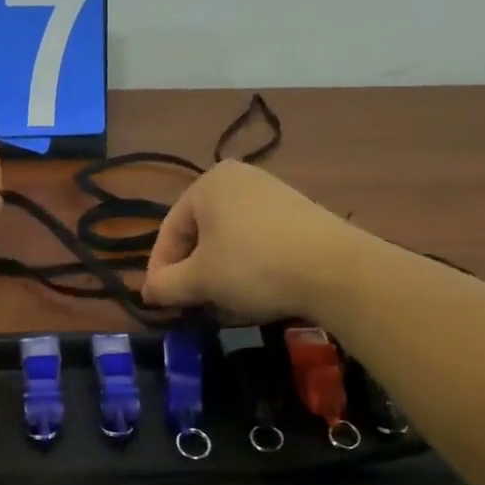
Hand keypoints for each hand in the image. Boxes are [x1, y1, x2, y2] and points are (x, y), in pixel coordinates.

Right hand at [141, 161, 365, 319]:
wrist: (335, 270)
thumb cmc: (254, 267)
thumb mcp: (200, 280)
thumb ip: (166, 285)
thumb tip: (148, 293)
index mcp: (208, 183)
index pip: (169, 232)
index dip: (159, 272)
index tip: (160, 304)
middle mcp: (239, 178)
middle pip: (199, 235)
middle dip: (192, 273)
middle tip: (192, 305)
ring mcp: (272, 193)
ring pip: (228, 241)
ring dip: (218, 274)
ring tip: (223, 304)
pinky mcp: (298, 213)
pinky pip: (257, 241)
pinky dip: (247, 267)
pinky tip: (255, 292)